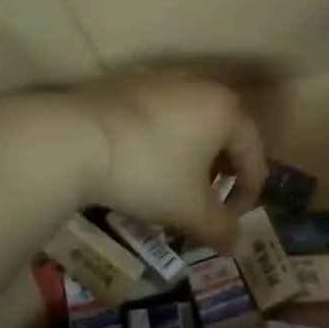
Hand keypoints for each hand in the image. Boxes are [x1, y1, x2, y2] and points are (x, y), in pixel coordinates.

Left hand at [67, 74, 266, 247]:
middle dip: (223, 168)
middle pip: (225, 131)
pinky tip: (143, 160)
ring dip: (193, 151)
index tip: (235, 219)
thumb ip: (221, 228)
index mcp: (226, 111)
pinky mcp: (127, 82)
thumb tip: (242, 248)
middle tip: (211, 198)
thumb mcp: (190, 209)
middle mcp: (200, 85)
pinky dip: (162, 137)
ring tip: (176, 180)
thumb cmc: (148, 172)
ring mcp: (160, 79)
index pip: (254, 153)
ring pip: (191, 119)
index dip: (250, 191)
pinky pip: (159, 112)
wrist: (74, 138)